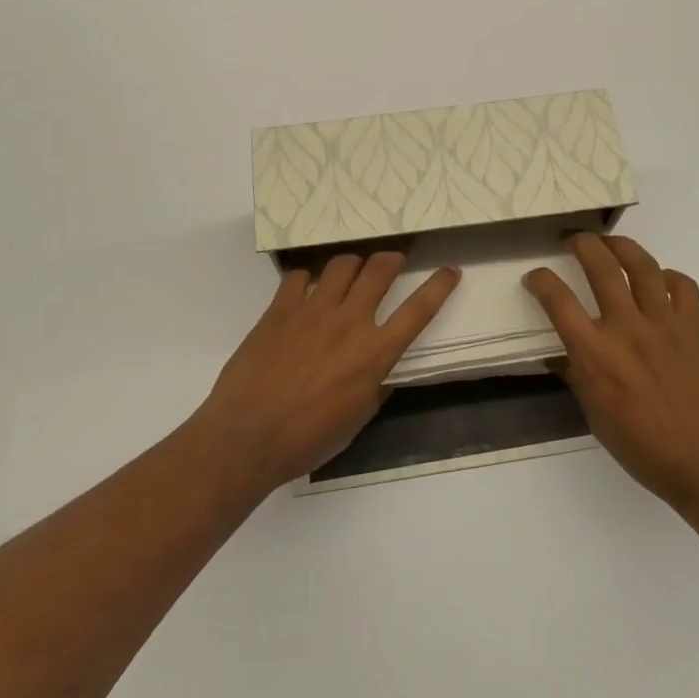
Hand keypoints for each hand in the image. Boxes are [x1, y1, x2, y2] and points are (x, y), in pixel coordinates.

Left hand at [190, 252, 460, 492]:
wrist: (248, 436)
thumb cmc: (308, 439)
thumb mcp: (357, 418)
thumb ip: (377, 385)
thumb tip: (385, 369)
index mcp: (374, 353)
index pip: (418, 310)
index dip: (439, 286)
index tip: (450, 270)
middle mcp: (350, 322)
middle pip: (380, 269)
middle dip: (392, 258)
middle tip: (393, 261)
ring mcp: (313, 310)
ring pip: (343, 263)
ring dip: (353, 263)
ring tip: (350, 272)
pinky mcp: (280, 308)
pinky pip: (299, 276)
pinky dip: (308, 278)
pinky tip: (305, 290)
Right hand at [524, 234, 698, 510]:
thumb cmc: (643, 447)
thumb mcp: (595, 415)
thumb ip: (577, 375)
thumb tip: (561, 353)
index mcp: (595, 354)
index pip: (558, 300)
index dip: (540, 280)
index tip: (535, 277)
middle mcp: (627, 329)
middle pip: (600, 266)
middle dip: (582, 244)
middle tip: (574, 240)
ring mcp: (664, 324)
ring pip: (642, 265)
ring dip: (622, 246)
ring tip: (611, 244)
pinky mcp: (695, 327)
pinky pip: (682, 285)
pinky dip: (669, 276)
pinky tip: (660, 281)